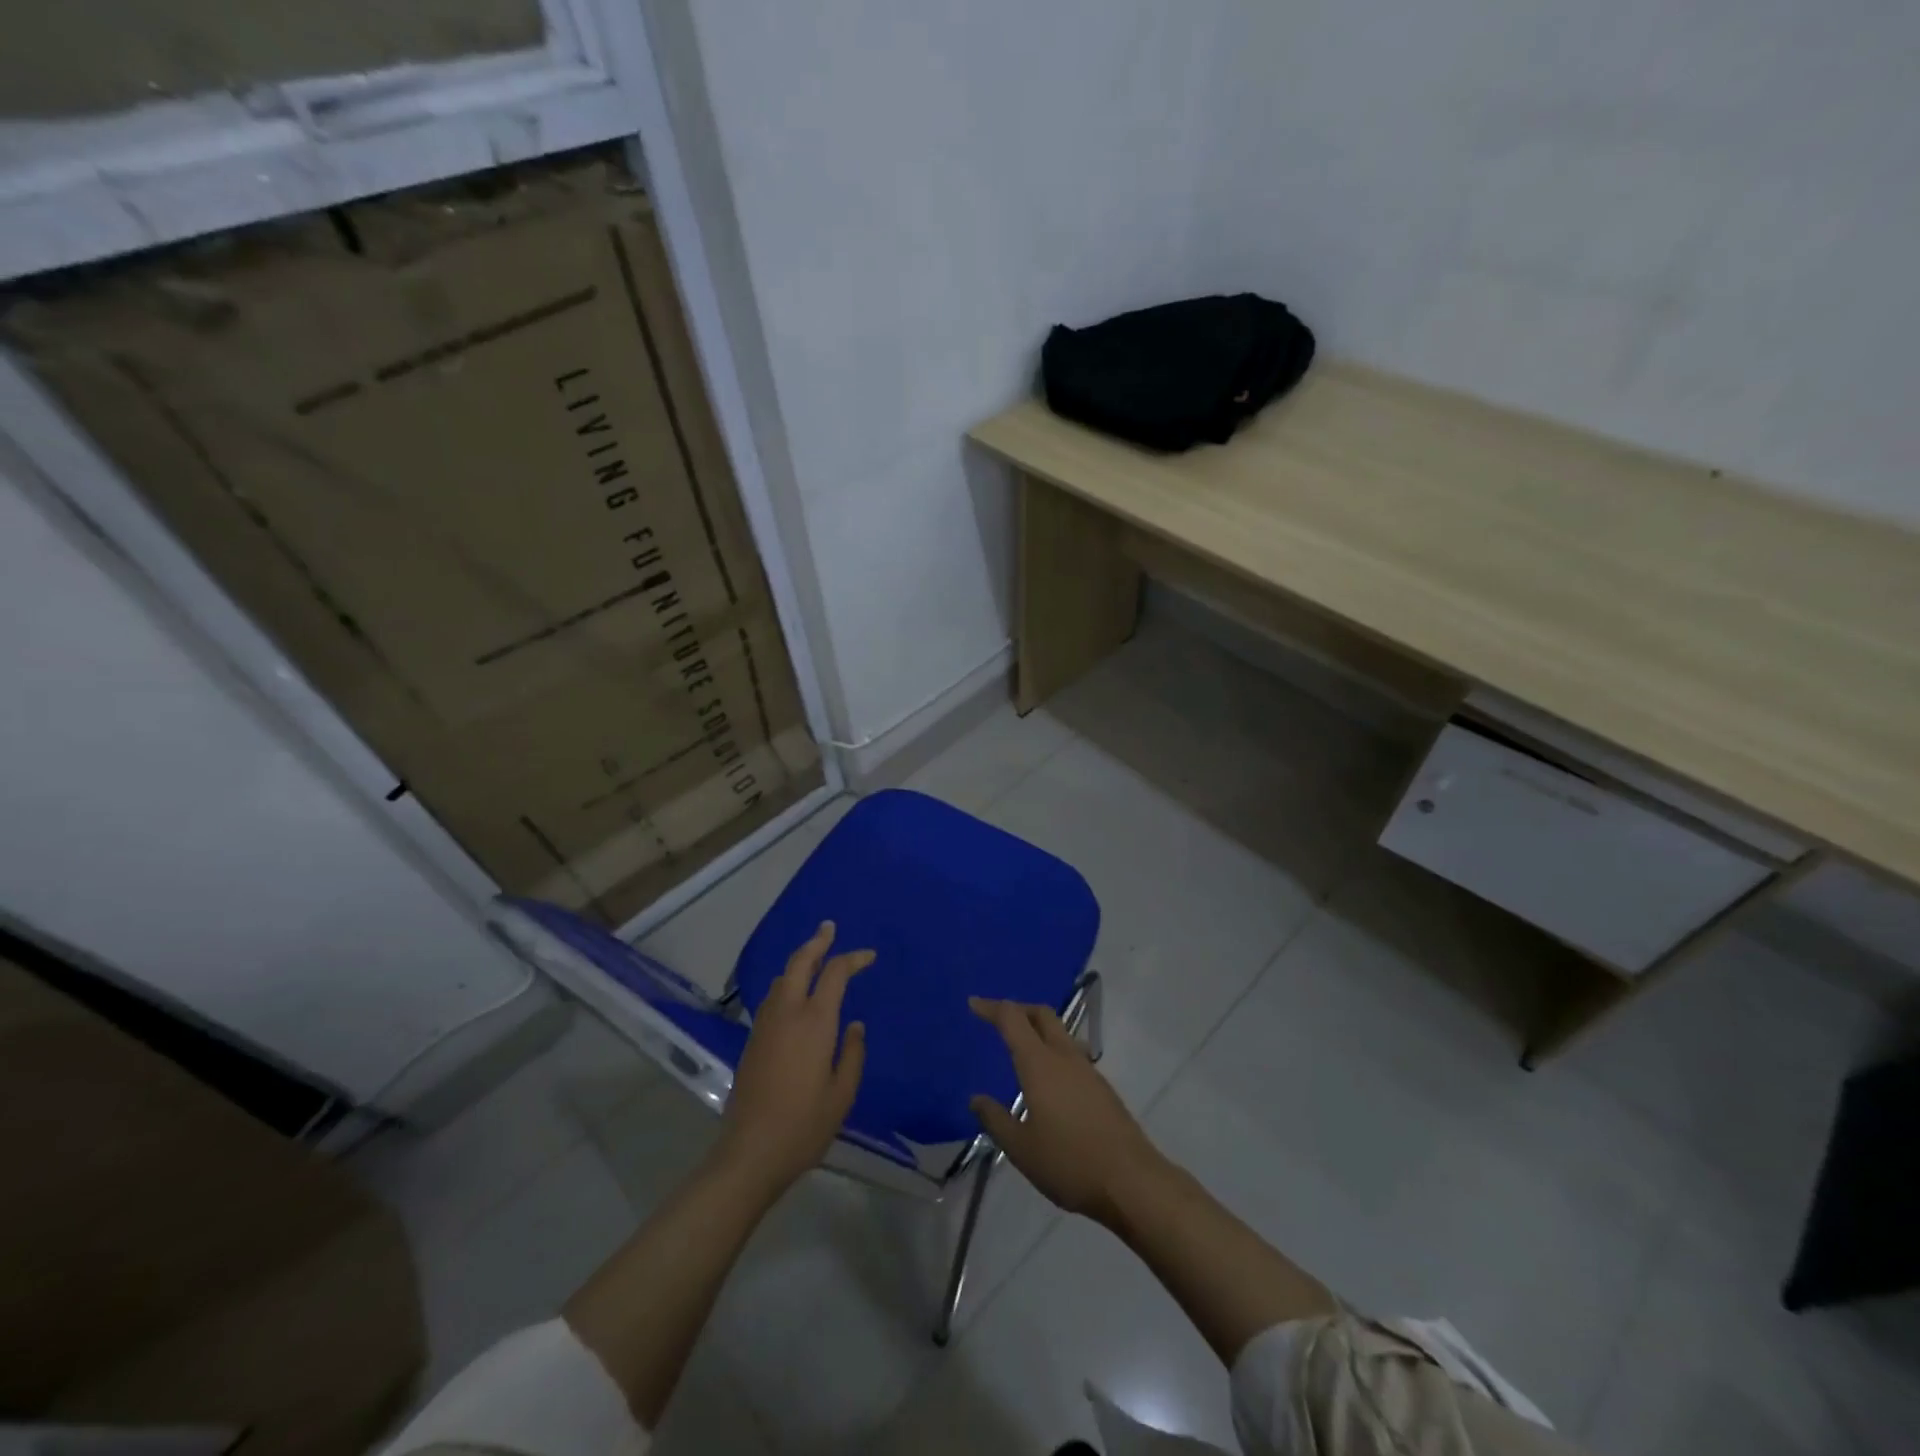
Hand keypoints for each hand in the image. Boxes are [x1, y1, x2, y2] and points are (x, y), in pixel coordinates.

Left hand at [717, 922, 873, 1195]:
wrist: (750, 1153)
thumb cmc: (804, 1125)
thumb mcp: (842, 1093)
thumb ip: (852, 1053)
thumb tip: (854, 1026)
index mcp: (815, 1022)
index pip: (835, 974)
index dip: (853, 959)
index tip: (869, 956)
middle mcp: (787, 1013)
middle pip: (800, 963)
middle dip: (817, 942)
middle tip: (829, 929)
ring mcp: (766, 1025)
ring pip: (783, 978)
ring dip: (799, 961)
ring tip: (814, 957)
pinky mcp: (753, 1040)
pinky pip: (773, 997)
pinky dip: (788, 983)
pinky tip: (794, 993)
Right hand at [968, 998, 1164, 1223]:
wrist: (1131, 1181)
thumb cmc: (1069, 1162)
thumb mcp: (1021, 1148)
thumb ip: (996, 1120)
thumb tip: (976, 1098)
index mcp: (1040, 1064)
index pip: (1012, 1019)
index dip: (991, 1007)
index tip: (973, 1004)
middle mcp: (1065, 1056)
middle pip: (1041, 1014)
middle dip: (1018, 1009)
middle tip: (997, 1019)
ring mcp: (1087, 1070)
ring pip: (1060, 1032)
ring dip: (1038, 1029)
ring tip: (1021, 1048)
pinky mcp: (1102, 1087)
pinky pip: (1071, 1053)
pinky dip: (1053, 1051)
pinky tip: (1048, 1080)